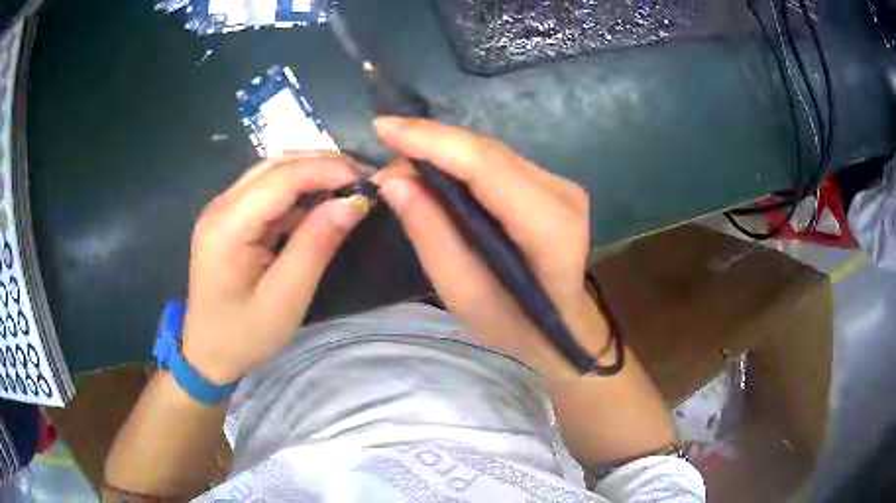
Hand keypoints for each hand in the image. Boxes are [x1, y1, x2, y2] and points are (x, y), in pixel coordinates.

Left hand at [182, 154, 369, 384]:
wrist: (207, 354)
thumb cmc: (245, 335)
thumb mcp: (286, 297)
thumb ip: (317, 244)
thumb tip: (354, 202)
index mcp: (227, 226)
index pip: (281, 177)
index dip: (326, 170)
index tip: (366, 179)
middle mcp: (220, 207)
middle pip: (274, 166)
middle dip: (320, 164)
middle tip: (361, 178)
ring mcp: (221, 211)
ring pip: (270, 173)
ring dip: (309, 174)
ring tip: (346, 187)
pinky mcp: (227, 220)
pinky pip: (265, 193)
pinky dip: (296, 193)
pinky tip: (318, 205)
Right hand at [373, 118, 611, 380]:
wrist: (559, 325)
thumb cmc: (513, 323)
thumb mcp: (463, 294)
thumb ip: (431, 234)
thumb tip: (394, 180)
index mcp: (549, 227)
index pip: (485, 166)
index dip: (432, 141)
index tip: (382, 128)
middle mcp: (561, 194)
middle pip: (487, 153)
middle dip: (430, 141)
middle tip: (383, 143)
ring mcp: (560, 185)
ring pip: (490, 152)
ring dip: (443, 149)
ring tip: (400, 157)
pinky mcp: (550, 184)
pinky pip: (497, 162)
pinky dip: (460, 160)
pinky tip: (432, 165)